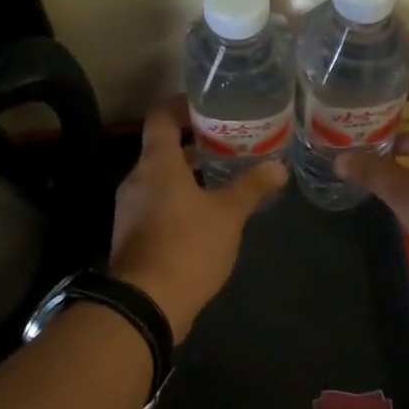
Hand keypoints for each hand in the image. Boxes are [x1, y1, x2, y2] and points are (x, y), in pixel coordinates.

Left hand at [108, 97, 287, 337]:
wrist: (145, 304)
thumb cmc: (188, 246)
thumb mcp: (228, 214)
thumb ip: (251, 187)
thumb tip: (278, 167)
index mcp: (157, 163)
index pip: (160, 117)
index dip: (180, 105)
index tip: (206, 105)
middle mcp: (137, 178)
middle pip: (160, 146)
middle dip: (192, 141)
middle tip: (226, 140)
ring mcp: (130, 207)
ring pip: (158, 176)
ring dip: (186, 171)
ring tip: (221, 173)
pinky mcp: (131, 233)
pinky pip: (154, 201)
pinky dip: (177, 195)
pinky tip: (204, 210)